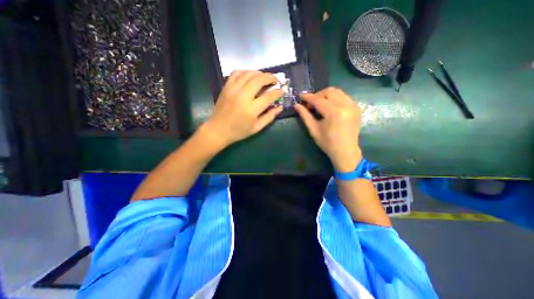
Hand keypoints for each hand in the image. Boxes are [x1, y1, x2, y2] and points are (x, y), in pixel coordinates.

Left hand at [202, 70, 283, 146]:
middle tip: (275, 80)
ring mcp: (233, 90)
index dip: (277, 92)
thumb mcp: (256, 128)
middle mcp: (242, 96)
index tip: (282, 91)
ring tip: (264, 77)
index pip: (268, 96)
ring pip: (248, 74)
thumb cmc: (238, 131)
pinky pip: (236, 73)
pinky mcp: (226, 87)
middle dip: (270, 77)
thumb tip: (280, 107)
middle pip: (259, 80)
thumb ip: (269, 117)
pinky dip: (245, 72)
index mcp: (251, 109)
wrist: (218, 130)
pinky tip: (250, 76)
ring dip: (259, 73)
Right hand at [291, 86, 362, 170]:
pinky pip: (343, 96)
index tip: (300, 96)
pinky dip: (334, 98)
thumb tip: (296, 105)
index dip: (308, 97)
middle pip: (329, 91)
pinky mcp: (356, 107)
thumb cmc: (327, 143)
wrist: (346, 151)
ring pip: (337, 92)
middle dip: (317, 95)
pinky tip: (329, 107)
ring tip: (319, 105)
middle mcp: (345, 105)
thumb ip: (305, 115)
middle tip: (311, 104)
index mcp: (334, 113)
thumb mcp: (313, 130)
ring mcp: (353, 105)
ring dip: (326, 96)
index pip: (318, 99)